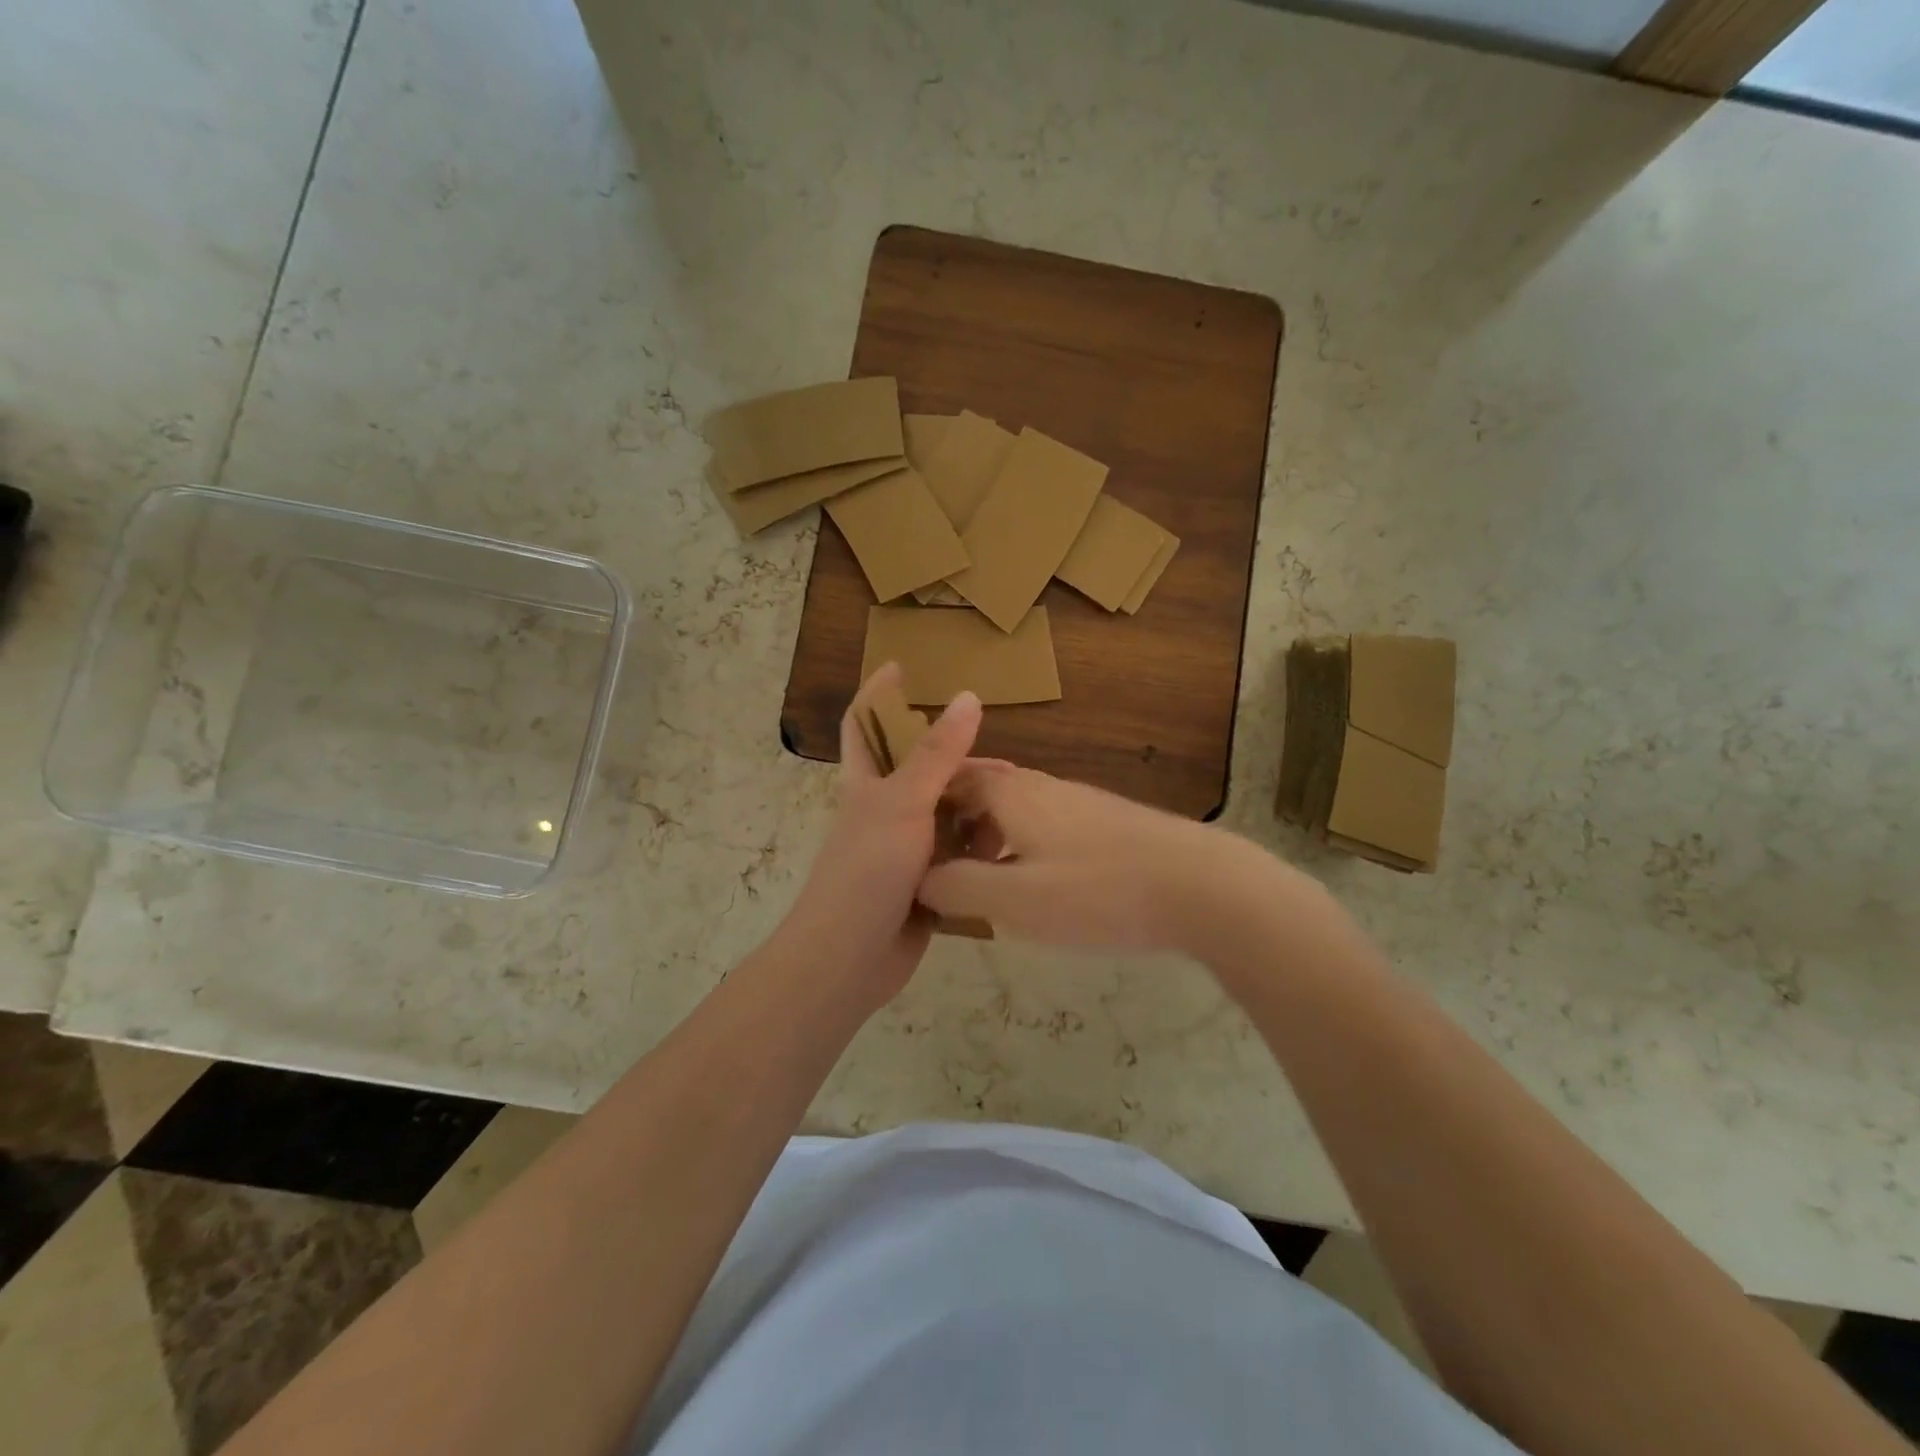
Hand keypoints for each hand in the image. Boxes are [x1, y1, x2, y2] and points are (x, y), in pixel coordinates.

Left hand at [781, 664, 981, 1006]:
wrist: (848, 960)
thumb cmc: (868, 871)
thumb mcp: (904, 803)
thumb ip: (938, 753)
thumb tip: (969, 697)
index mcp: (866, 784)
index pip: (863, 724)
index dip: (878, 694)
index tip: (901, 667)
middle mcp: (884, 811)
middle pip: (922, 772)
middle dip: (960, 764)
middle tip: (1006, 767)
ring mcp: (904, 850)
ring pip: (946, 816)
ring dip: (976, 810)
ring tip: (1018, 810)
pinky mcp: (924, 884)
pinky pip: (957, 856)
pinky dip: (979, 850)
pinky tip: (1010, 847)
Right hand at [917, 761, 1243, 951]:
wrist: (1201, 885)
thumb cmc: (1097, 891)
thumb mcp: (1014, 899)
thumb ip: (957, 886)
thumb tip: (919, 878)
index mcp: (1012, 794)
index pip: (954, 778)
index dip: (926, 802)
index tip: (906, 836)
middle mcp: (1043, 786)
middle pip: (985, 789)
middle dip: (956, 819)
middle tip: (938, 862)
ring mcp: (1079, 802)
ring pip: (1018, 808)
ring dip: (991, 834)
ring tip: (981, 878)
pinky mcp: (1108, 822)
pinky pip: (1047, 824)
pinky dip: (1023, 844)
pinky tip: (1036, 884)